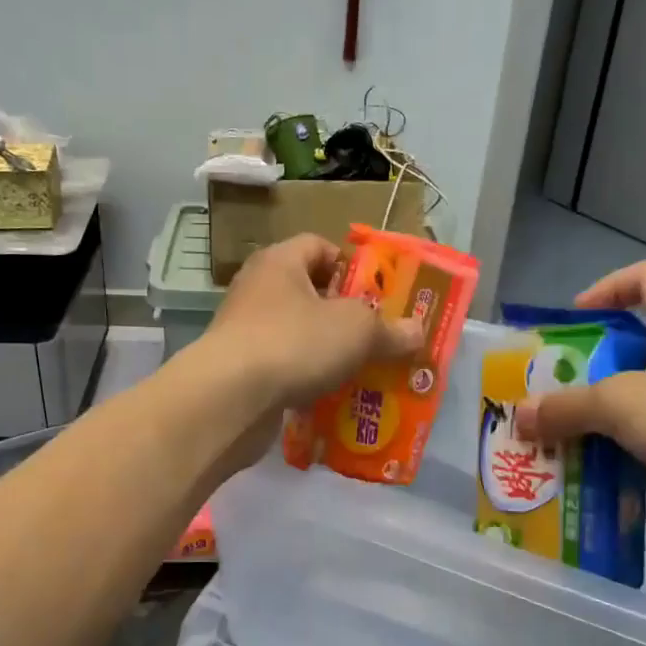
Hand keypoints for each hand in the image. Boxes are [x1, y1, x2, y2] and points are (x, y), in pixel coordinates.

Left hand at [199, 234, 423, 410]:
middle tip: (378, 338)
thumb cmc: (295, 342)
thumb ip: (389, 329)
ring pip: (298, 335)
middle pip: (309, 293)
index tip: (377, 294)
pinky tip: (331, 398)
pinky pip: (283, 368)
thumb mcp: (357, 330)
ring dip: (328, 352)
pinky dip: (306, 380)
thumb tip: (417, 332)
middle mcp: (257, 290)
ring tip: (362, 372)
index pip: (318, 246)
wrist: (228, 399)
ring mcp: (244, 332)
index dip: (351, 265)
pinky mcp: (239, 371)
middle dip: (346, 316)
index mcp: (280, 262)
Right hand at [513, 261, 645, 506]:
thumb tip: (520, 415)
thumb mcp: (623, 406)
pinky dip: (644, 452)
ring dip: (616, 416)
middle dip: (597, 368)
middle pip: (645, 341)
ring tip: (578, 443)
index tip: (575, 320)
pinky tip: (618, 480)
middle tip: (562, 395)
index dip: (609, 287)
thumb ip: (566, 408)